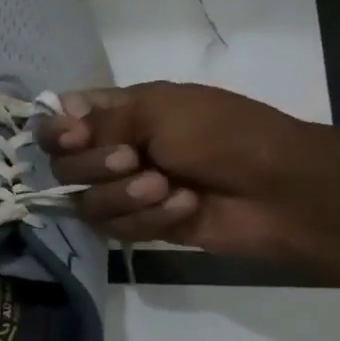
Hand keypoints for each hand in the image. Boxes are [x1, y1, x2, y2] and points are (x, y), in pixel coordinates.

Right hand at [36, 82, 319, 257]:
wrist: (282, 189)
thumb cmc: (224, 135)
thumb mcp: (160, 112)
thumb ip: (101, 120)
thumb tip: (60, 120)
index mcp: (118, 112)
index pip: (60, 121)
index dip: (57, 132)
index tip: (75, 137)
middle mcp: (113, 149)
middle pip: (63, 166)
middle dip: (94, 166)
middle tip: (132, 160)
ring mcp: (126, 189)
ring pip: (85, 202)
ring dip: (124, 196)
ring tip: (165, 188)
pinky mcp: (141, 224)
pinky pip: (114, 228)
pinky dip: (148, 218)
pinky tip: (184, 206)